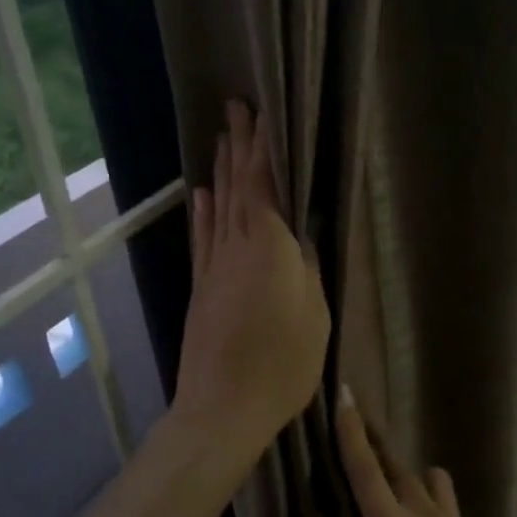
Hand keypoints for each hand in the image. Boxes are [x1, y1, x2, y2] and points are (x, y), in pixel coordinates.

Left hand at [172, 100, 329, 460]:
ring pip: (219, 208)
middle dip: (240, 146)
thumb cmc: (282, 365)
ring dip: (221, 171)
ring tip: (221, 138)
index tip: (262, 115)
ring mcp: (214, 267)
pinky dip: (204, 212)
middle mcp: (236, 248)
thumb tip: (302, 238)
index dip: (264, 150)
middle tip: (237, 108)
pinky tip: (203, 194)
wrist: (222, 408)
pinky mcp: (202, 288)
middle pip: (238, 188)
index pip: (265, 186)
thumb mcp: (315, 317)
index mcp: (269, 249)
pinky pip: (203, 238)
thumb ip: (308, 271)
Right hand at [334, 391, 503, 516]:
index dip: (351, 434)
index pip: (365, 470)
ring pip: (430, 480)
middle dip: (378, 446)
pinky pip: (445, 507)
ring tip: (399, 493)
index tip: (345, 398)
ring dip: (411, 478)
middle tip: (362, 427)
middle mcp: (424, 516)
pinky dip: (430, 506)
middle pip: (398, 467)